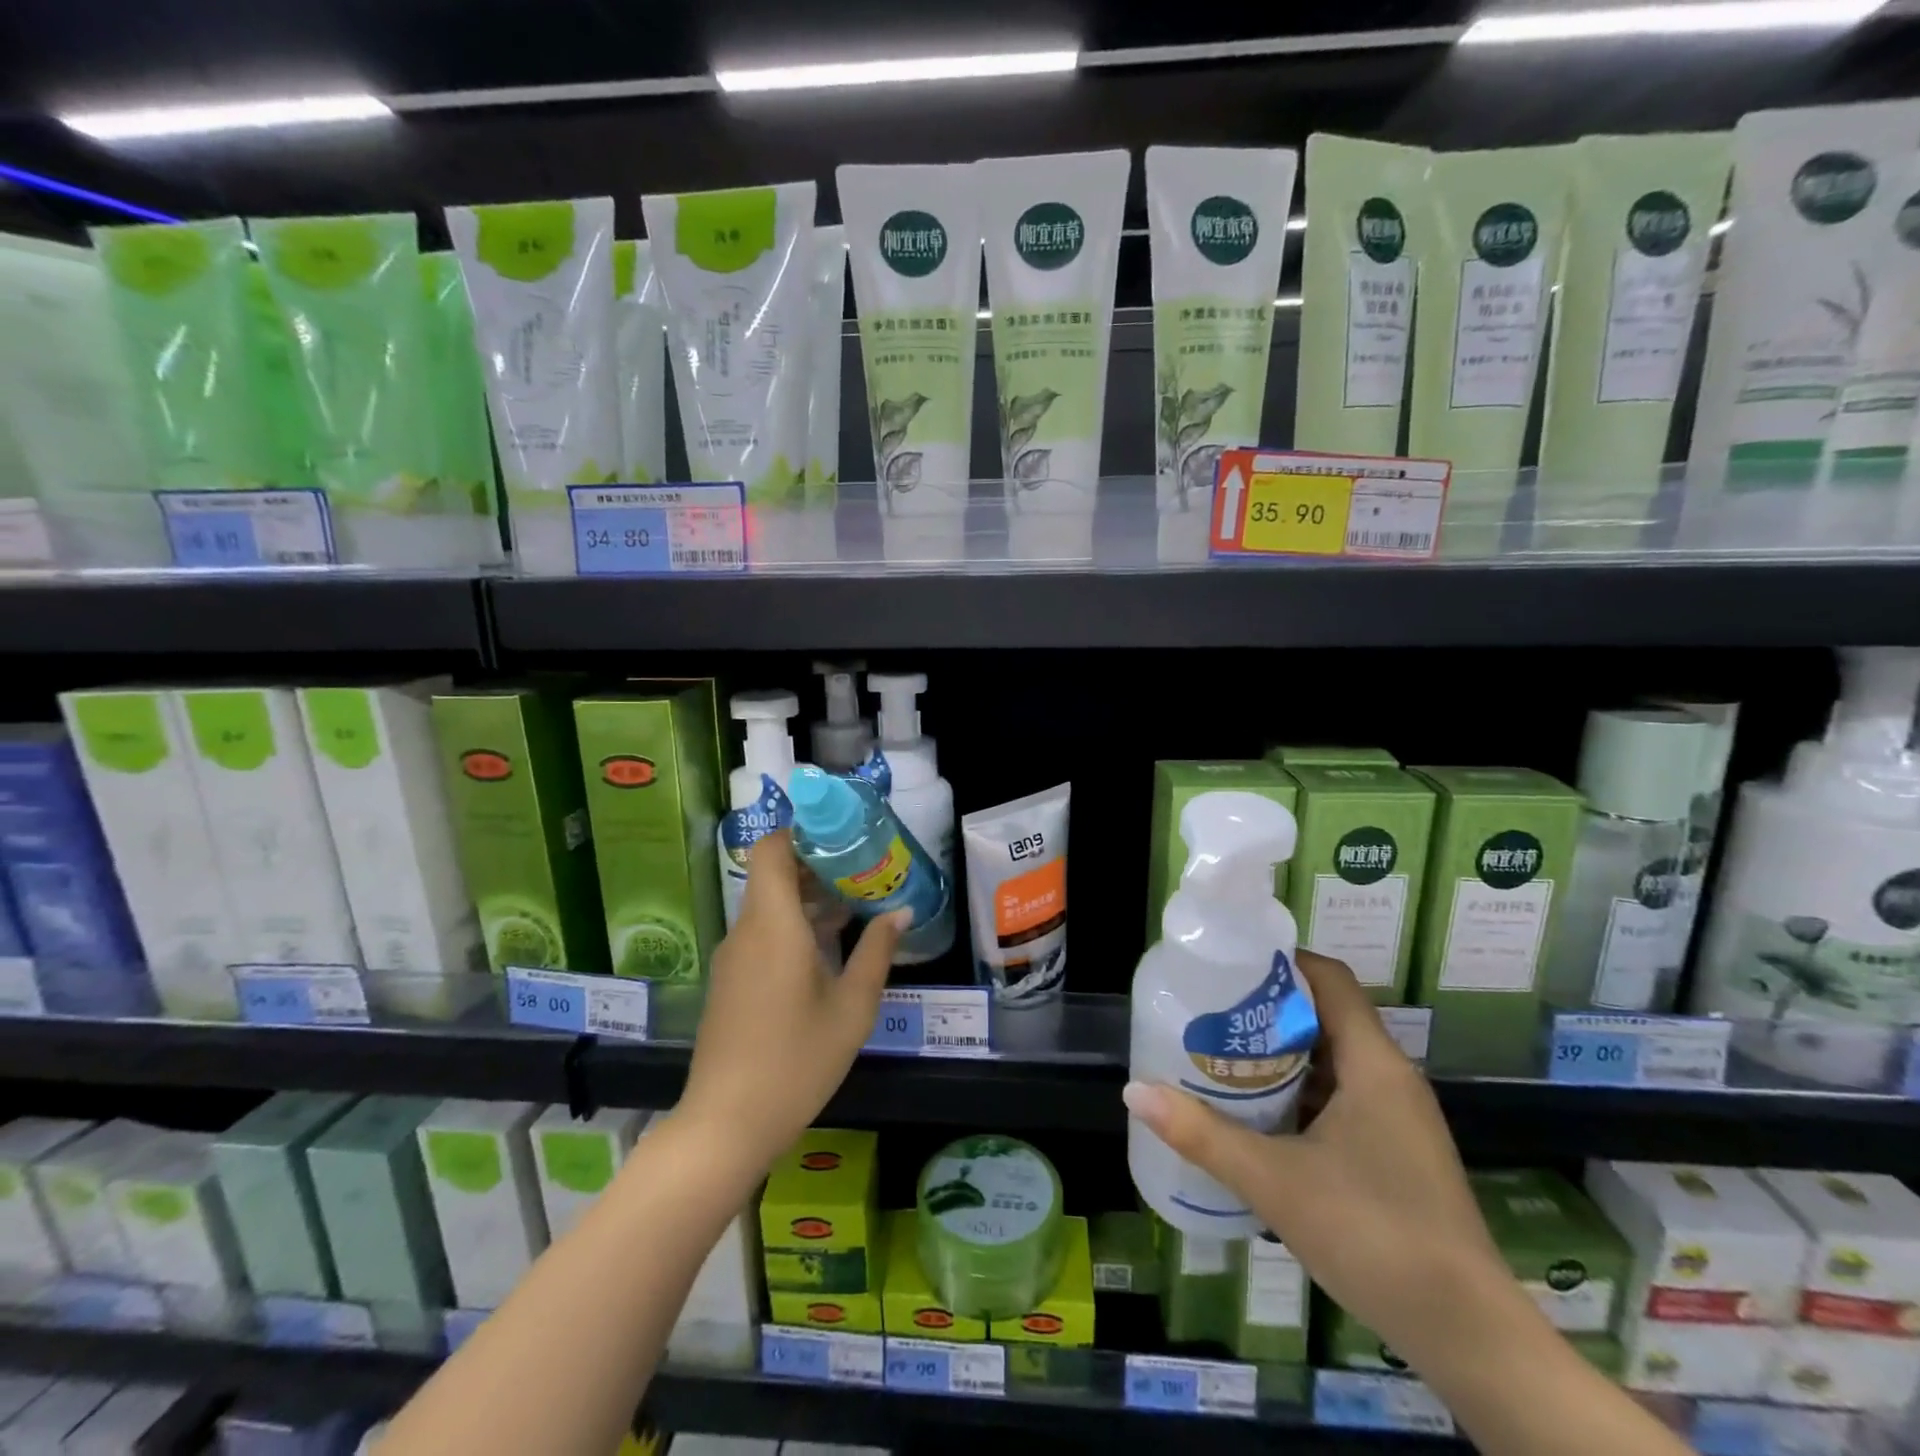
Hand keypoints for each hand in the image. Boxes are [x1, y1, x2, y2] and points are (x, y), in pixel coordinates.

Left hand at [680, 831, 905, 1170]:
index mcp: (773, 924)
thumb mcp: (852, 1007)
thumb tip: (900, 912)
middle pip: (774, 873)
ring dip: (808, 898)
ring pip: (769, 905)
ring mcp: (734, 956)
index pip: (772, 848)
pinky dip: (793, 925)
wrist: (726, 1124)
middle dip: (818, 866)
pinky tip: (828, 948)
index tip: (844, 838)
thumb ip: (876, 952)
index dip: (804, 833)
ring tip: (856, 906)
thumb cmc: (797, 1060)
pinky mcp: (731, 980)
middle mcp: (747, 930)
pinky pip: (762, 933)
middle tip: (864, 871)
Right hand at [1122, 949, 1514, 1371]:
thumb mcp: (1274, 1181)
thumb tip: (1134, 1092)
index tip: (1227, 964)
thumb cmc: (1373, 1235)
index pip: (1329, 978)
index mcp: (1373, 1063)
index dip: (1280, 960)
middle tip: (1208, 1011)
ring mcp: (1396, 1117)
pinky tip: (1257, 1115)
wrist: (1469, 1337)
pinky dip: (1298, 1092)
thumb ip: (1202, 1134)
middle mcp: (1389, 1077)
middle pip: (1325, 1015)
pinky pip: (1340, 1096)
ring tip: (1221, 1054)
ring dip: (1279, 1053)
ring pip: (1330, 1060)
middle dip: (1266, 1009)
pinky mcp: (1394, 1150)